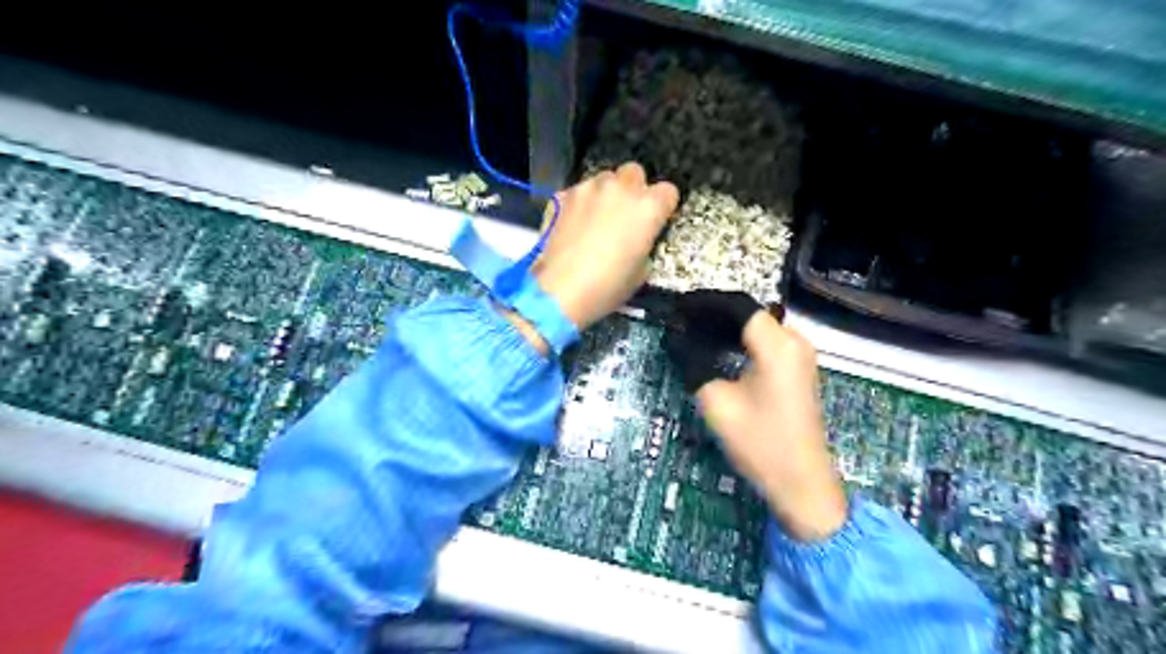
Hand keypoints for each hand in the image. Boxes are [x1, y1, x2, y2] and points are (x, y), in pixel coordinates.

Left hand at [531, 162, 679, 329]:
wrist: (560, 291)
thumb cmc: (608, 287)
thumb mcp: (641, 271)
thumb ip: (644, 244)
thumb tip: (637, 239)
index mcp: (648, 207)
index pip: (668, 191)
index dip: (663, 207)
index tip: (655, 221)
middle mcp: (620, 188)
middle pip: (634, 173)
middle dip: (633, 190)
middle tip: (625, 215)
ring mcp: (588, 188)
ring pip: (604, 179)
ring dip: (605, 194)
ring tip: (596, 219)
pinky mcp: (562, 195)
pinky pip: (578, 192)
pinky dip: (579, 204)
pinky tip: (573, 225)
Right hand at [664, 290, 848, 540]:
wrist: (801, 482)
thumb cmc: (759, 443)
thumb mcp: (717, 402)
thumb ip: (694, 363)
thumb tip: (676, 338)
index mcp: (777, 344)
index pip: (737, 306)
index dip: (705, 303)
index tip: (677, 307)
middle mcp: (794, 341)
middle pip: (749, 313)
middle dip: (713, 314)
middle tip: (680, 322)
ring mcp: (799, 356)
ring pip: (757, 327)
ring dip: (726, 327)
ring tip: (692, 333)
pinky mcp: (798, 370)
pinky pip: (766, 342)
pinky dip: (740, 341)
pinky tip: (717, 350)